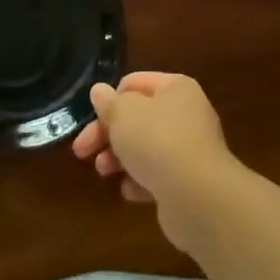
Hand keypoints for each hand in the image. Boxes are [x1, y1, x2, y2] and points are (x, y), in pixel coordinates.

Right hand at [71, 73, 245, 252]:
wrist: (197, 196)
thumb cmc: (157, 141)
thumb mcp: (123, 114)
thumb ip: (108, 102)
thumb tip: (100, 91)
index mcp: (175, 88)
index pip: (134, 83)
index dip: (110, 99)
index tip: (91, 118)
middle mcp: (186, 114)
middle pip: (137, 118)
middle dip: (107, 134)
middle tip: (82, 151)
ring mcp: (190, 148)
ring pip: (145, 148)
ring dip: (119, 158)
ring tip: (103, 171)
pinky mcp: (189, 181)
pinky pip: (157, 175)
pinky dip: (140, 181)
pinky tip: (129, 190)